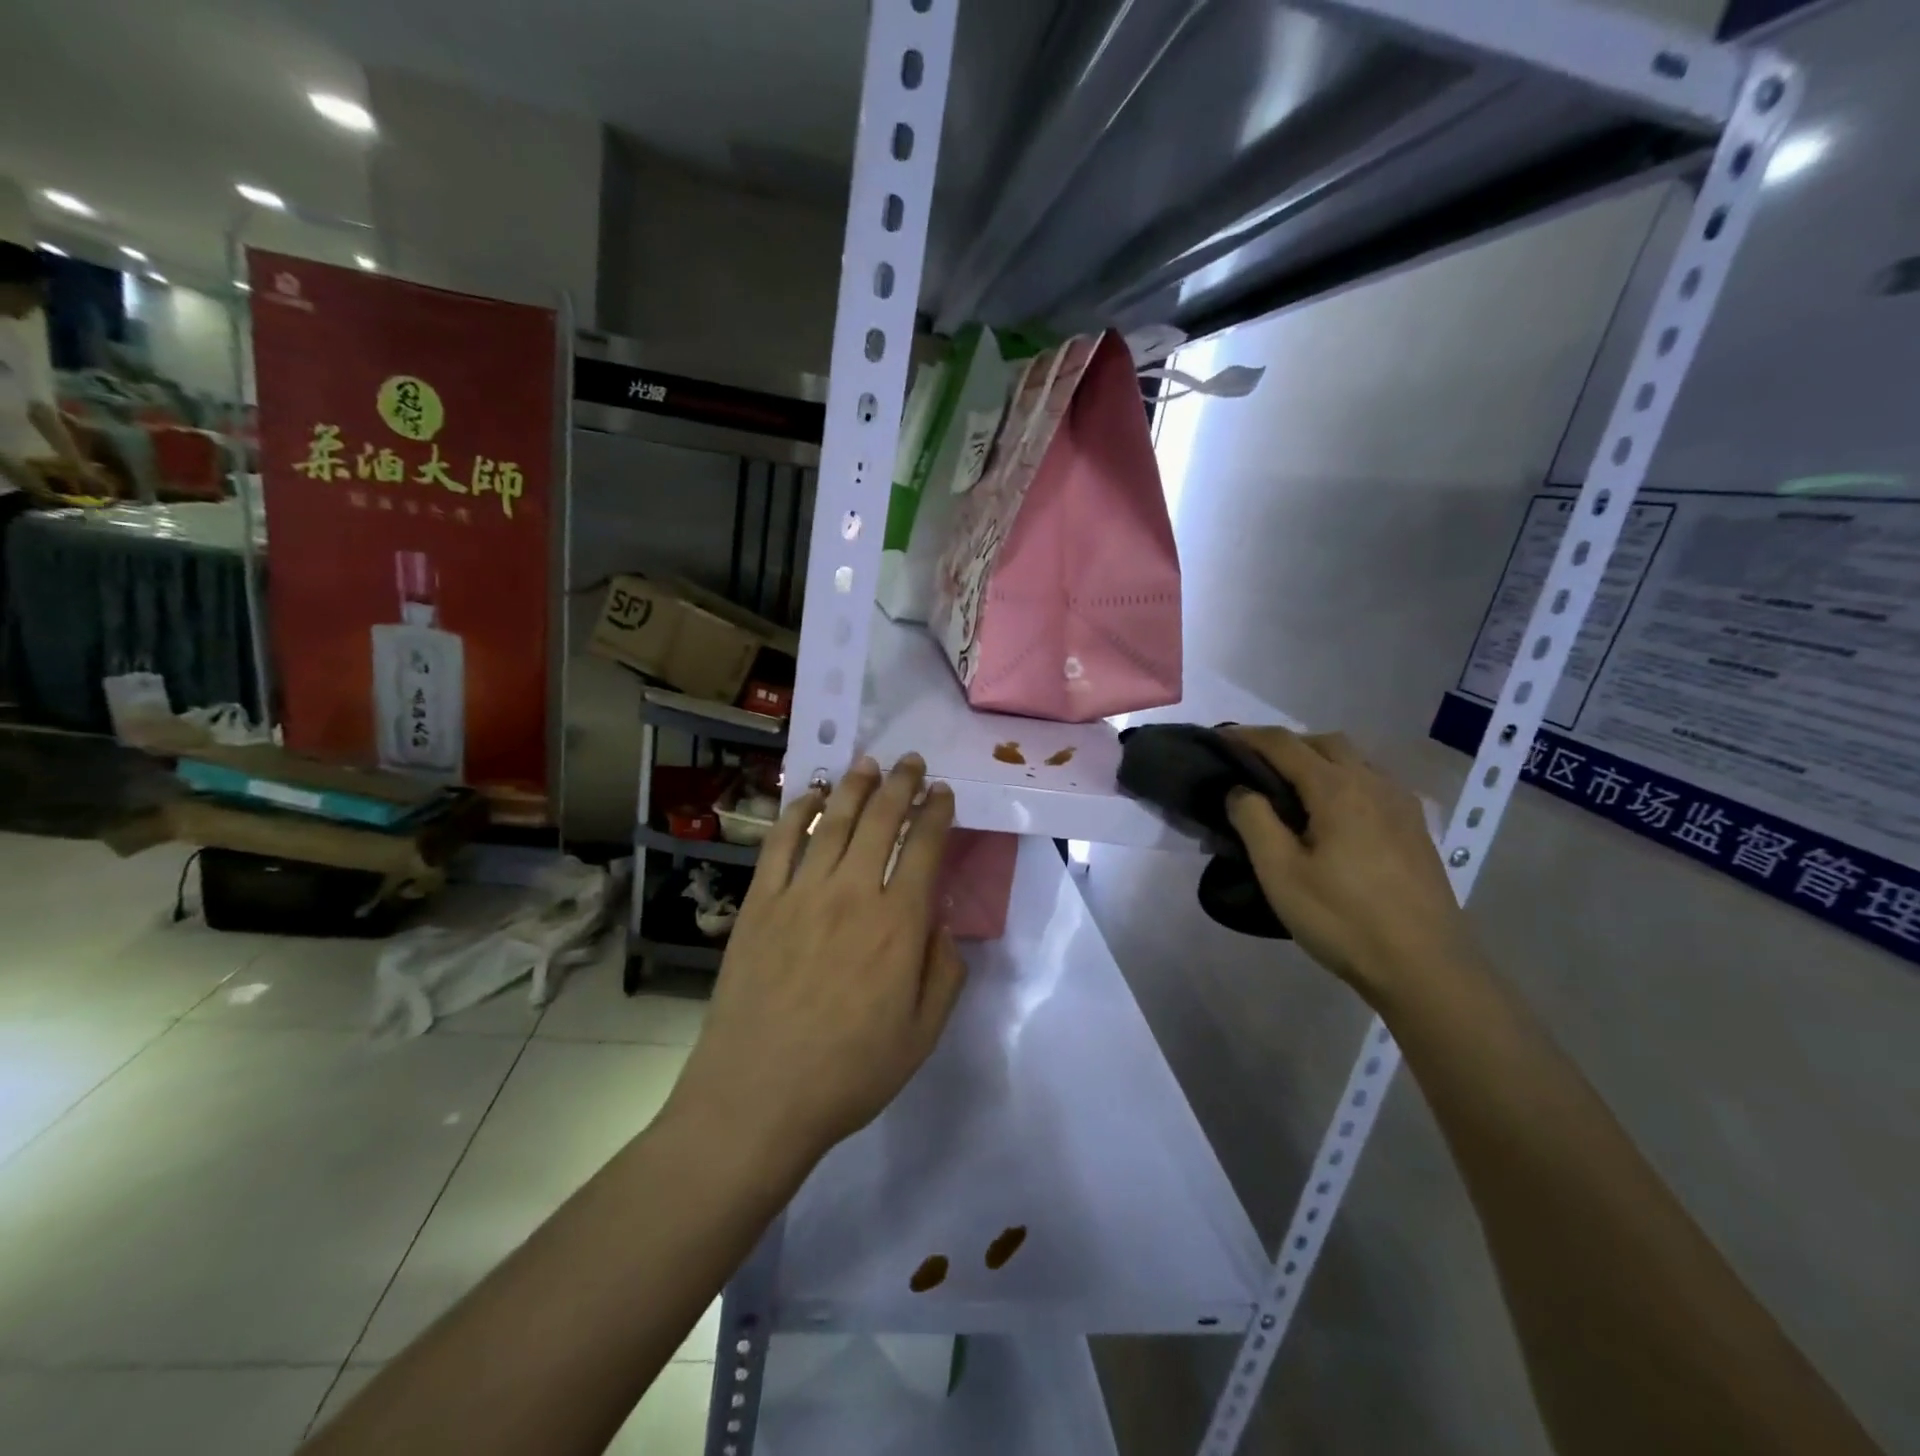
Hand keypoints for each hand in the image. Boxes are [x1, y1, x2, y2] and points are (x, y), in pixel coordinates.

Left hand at [667, 754, 967, 1170]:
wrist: (757, 1097)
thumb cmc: (849, 1073)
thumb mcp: (922, 1036)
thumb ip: (944, 973)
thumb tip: (941, 924)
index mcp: (899, 925)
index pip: (925, 848)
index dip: (937, 813)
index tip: (943, 794)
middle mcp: (853, 894)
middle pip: (881, 820)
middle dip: (902, 784)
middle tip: (913, 762)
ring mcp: (801, 893)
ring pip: (833, 821)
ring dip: (855, 786)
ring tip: (869, 763)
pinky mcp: (760, 903)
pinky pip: (780, 843)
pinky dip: (796, 812)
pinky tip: (809, 795)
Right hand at [1225, 727, 1474, 999]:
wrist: (1426, 968)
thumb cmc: (1343, 919)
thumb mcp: (1280, 872)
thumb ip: (1253, 820)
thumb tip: (1240, 789)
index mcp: (1337, 788)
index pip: (1283, 744)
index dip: (1246, 736)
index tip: (1216, 738)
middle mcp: (1373, 783)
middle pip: (1324, 742)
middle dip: (1284, 745)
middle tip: (1252, 767)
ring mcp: (1400, 805)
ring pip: (1353, 761)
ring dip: (1316, 761)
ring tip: (1288, 791)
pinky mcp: (1414, 829)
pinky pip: (1372, 784)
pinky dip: (1341, 782)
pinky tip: (1331, 816)